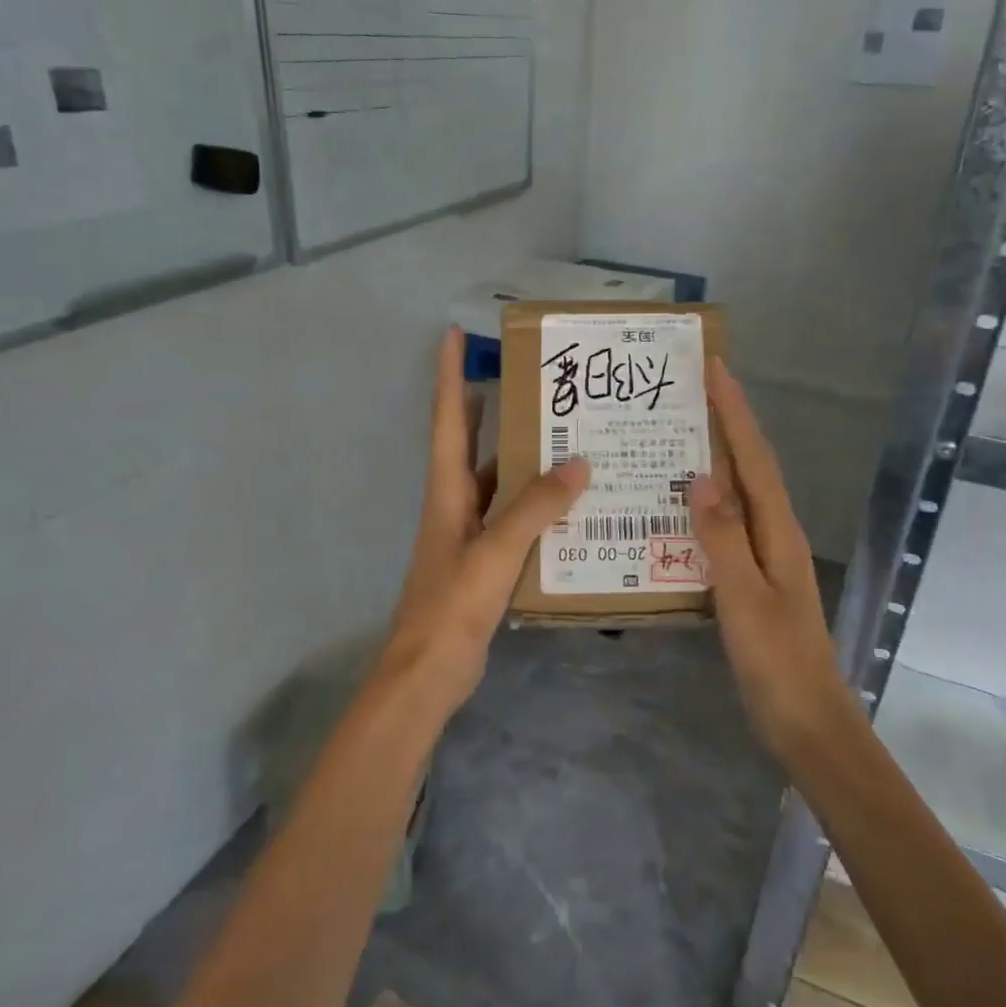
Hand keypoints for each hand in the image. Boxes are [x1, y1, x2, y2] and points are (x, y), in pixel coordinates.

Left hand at [379, 328, 589, 715]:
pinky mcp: (483, 560)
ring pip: (497, 482)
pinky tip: (569, 504)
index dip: (449, 376)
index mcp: (446, 491)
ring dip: (522, 459)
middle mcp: (454, 503)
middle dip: (492, 408)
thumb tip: (578, 463)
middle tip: (531, 382)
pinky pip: (512, 518)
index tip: (454, 334)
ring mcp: (467, 533)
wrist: (427, 672)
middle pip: (470, 443)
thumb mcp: (496, 551)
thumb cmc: (452, 605)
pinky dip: (535, 505)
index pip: (448, 420)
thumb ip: (535, 507)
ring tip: (565, 435)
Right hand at [690, 358, 849, 761]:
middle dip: (725, 424)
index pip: (754, 456)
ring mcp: (766, 556)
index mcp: (778, 530)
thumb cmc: (777, 661)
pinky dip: (706, 503)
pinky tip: (678, 507)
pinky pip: (727, 525)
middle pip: (750, 465)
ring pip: (739, 493)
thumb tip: (700, 477)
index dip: (735, 411)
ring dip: (714, 458)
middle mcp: (776, 533)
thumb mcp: (744, 598)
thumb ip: (722, 538)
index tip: (714, 368)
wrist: (807, 720)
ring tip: (676, 435)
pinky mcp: (754, 577)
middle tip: (686, 392)